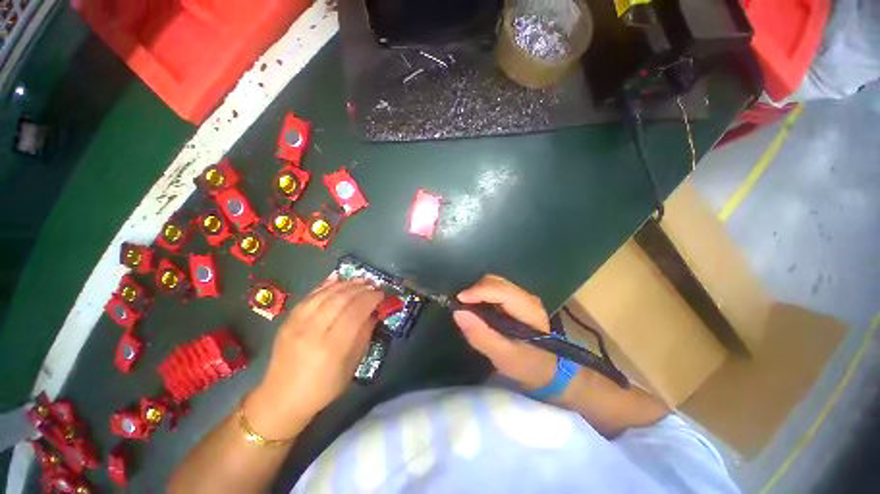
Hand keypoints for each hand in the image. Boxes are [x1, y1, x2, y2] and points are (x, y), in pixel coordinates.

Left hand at [246, 277, 382, 438]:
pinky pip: (309, 296)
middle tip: (372, 284)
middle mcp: (313, 332)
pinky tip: (337, 278)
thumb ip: (363, 336)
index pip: (355, 312)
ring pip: (325, 294)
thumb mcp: (351, 366)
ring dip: (345, 284)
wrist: (281, 398)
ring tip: (360, 280)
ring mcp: (297, 324)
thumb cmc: (323, 387)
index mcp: (332, 348)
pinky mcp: (287, 321)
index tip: (381, 294)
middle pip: (340, 300)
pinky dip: (326, 285)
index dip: (370, 298)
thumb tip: (374, 313)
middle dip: (360, 288)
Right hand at [452, 275, 555, 389]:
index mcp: (528, 309)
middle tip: (460, 306)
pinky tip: (477, 307)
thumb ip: (481, 336)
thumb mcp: (503, 357)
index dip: (477, 291)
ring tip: (467, 307)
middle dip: (475, 290)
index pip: (500, 290)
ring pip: (494, 282)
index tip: (458, 301)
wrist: (548, 369)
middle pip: (496, 282)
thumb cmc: (527, 365)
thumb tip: (458, 313)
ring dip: (477, 292)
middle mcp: (527, 296)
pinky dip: (482, 294)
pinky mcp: (517, 299)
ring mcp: (522, 296)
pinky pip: (495, 288)